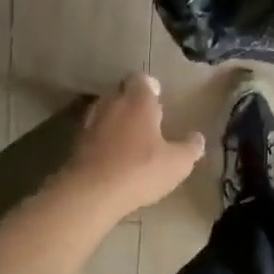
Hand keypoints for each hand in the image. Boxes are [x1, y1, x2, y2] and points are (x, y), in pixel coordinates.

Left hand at [63, 75, 204, 218]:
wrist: (89, 194)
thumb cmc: (140, 170)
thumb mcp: (177, 163)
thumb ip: (190, 148)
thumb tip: (198, 138)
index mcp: (138, 101)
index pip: (141, 79)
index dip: (150, 85)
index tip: (158, 95)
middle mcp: (112, 104)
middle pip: (120, 91)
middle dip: (131, 100)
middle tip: (146, 115)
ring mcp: (90, 124)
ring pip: (104, 111)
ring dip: (115, 119)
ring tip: (129, 135)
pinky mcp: (75, 144)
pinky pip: (93, 133)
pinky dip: (102, 138)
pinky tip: (113, 155)